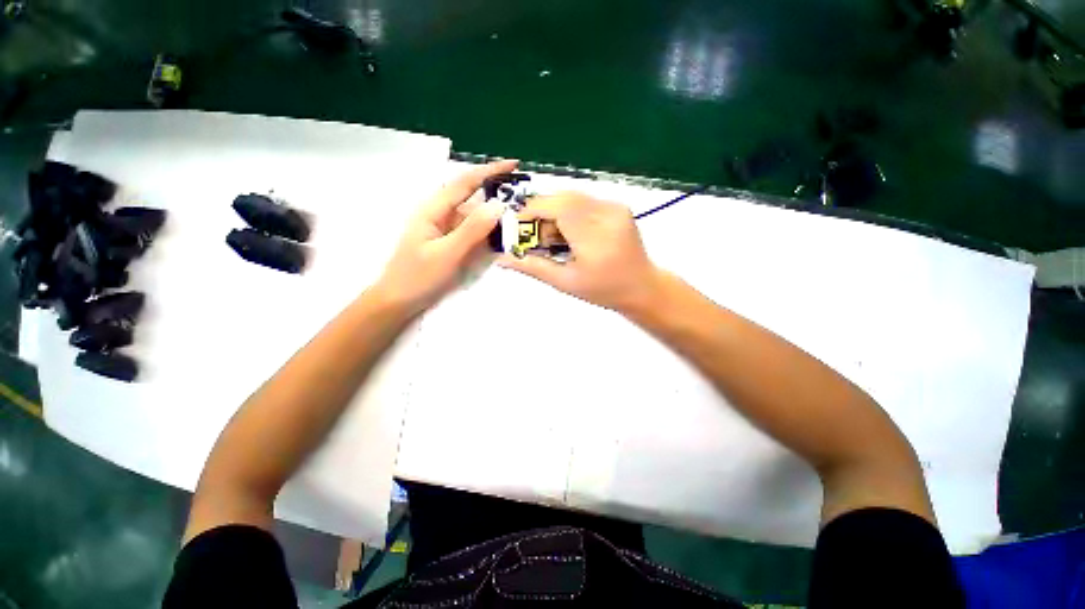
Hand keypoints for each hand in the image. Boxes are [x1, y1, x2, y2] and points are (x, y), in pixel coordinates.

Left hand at [374, 160, 516, 313]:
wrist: (398, 302)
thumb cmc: (418, 277)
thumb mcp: (447, 253)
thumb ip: (472, 229)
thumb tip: (498, 205)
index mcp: (434, 209)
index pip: (465, 183)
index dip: (489, 171)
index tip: (514, 164)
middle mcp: (441, 214)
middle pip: (472, 197)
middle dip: (496, 193)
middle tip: (523, 197)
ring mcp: (446, 230)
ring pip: (475, 216)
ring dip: (495, 216)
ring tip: (518, 218)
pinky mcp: (451, 243)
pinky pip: (473, 233)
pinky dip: (488, 233)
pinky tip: (501, 237)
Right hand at [498, 192, 661, 311]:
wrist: (642, 286)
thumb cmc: (603, 290)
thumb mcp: (565, 282)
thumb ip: (532, 267)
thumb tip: (501, 259)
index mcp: (594, 237)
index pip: (556, 207)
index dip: (532, 211)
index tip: (519, 227)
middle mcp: (607, 214)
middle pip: (563, 198)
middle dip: (542, 212)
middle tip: (536, 236)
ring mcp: (615, 207)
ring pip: (573, 197)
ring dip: (555, 212)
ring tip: (554, 238)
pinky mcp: (619, 206)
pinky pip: (585, 201)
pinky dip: (570, 212)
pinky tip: (571, 233)